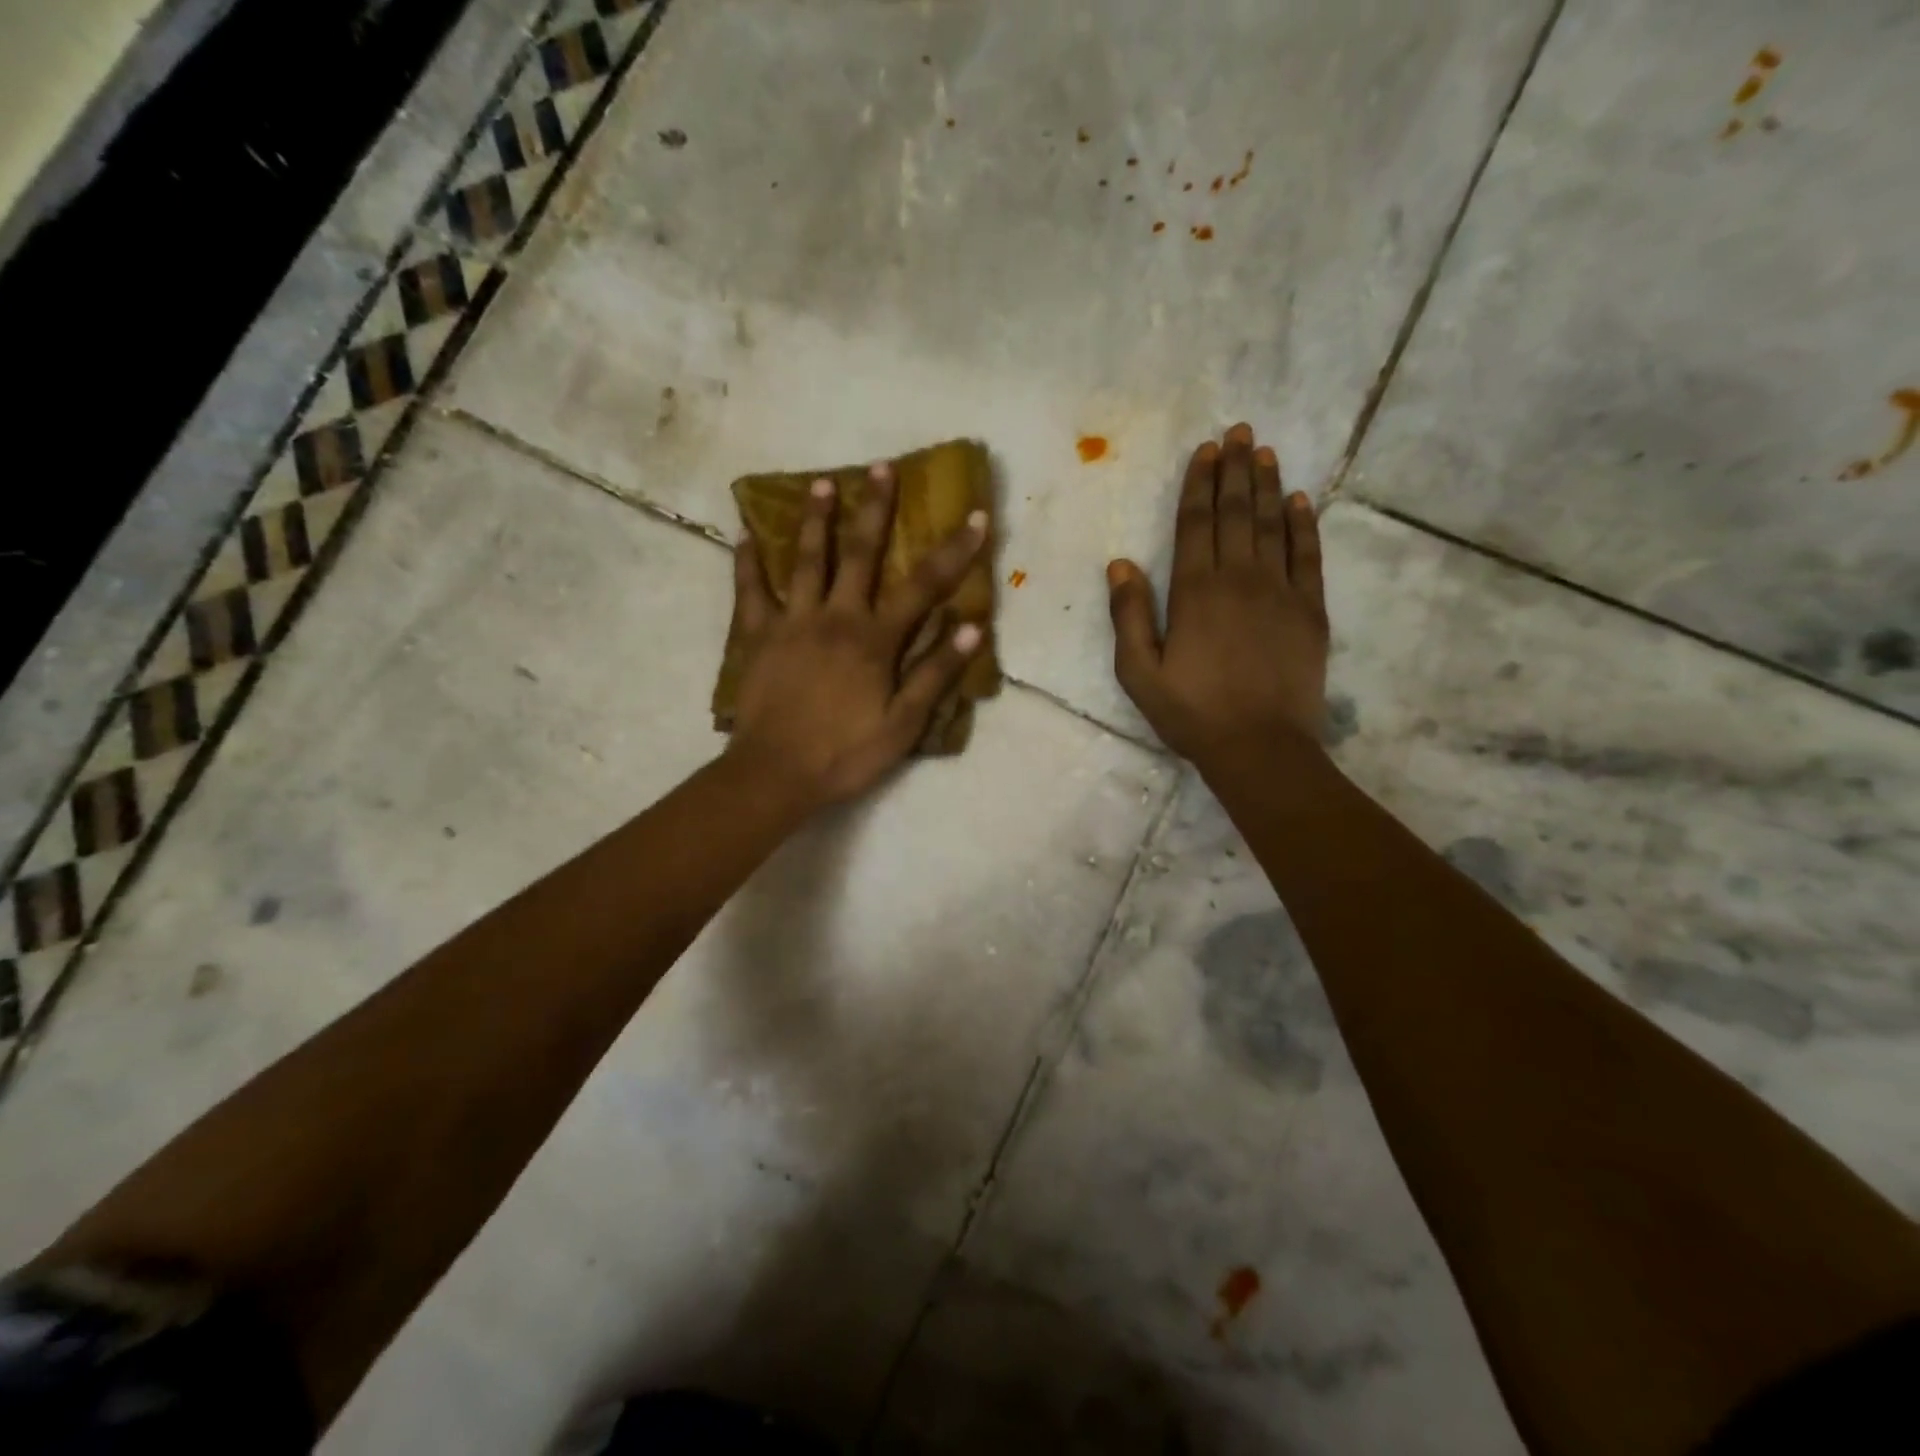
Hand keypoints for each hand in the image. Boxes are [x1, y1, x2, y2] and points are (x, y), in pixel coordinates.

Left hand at [726, 463, 988, 810]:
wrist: (775, 774)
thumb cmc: (845, 753)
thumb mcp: (903, 724)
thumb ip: (934, 673)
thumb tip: (970, 627)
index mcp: (874, 640)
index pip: (923, 587)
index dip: (954, 552)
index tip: (975, 517)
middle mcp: (835, 618)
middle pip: (859, 554)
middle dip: (875, 509)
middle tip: (881, 467)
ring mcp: (792, 622)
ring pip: (805, 560)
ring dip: (816, 519)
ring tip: (823, 482)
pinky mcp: (757, 636)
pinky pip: (750, 591)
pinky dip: (747, 562)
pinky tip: (744, 534)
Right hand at [1107, 423, 1327, 762]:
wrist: (1260, 747)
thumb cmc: (1191, 713)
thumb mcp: (1139, 673)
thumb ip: (1129, 617)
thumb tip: (1120, 565)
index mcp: (1194, 592)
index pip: (1196, 524)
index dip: (1199, 484)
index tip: (1205, 450)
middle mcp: (1239, 579)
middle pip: (1235, 513)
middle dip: (1234, 470)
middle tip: (1238, 432)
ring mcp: (1280, 591)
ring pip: (1272, 525)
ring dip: (1267, 485)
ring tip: (1265, 451)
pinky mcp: (1310, 610)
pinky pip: (1308, 556)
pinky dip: (1304, 525)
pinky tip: (1300, 501)